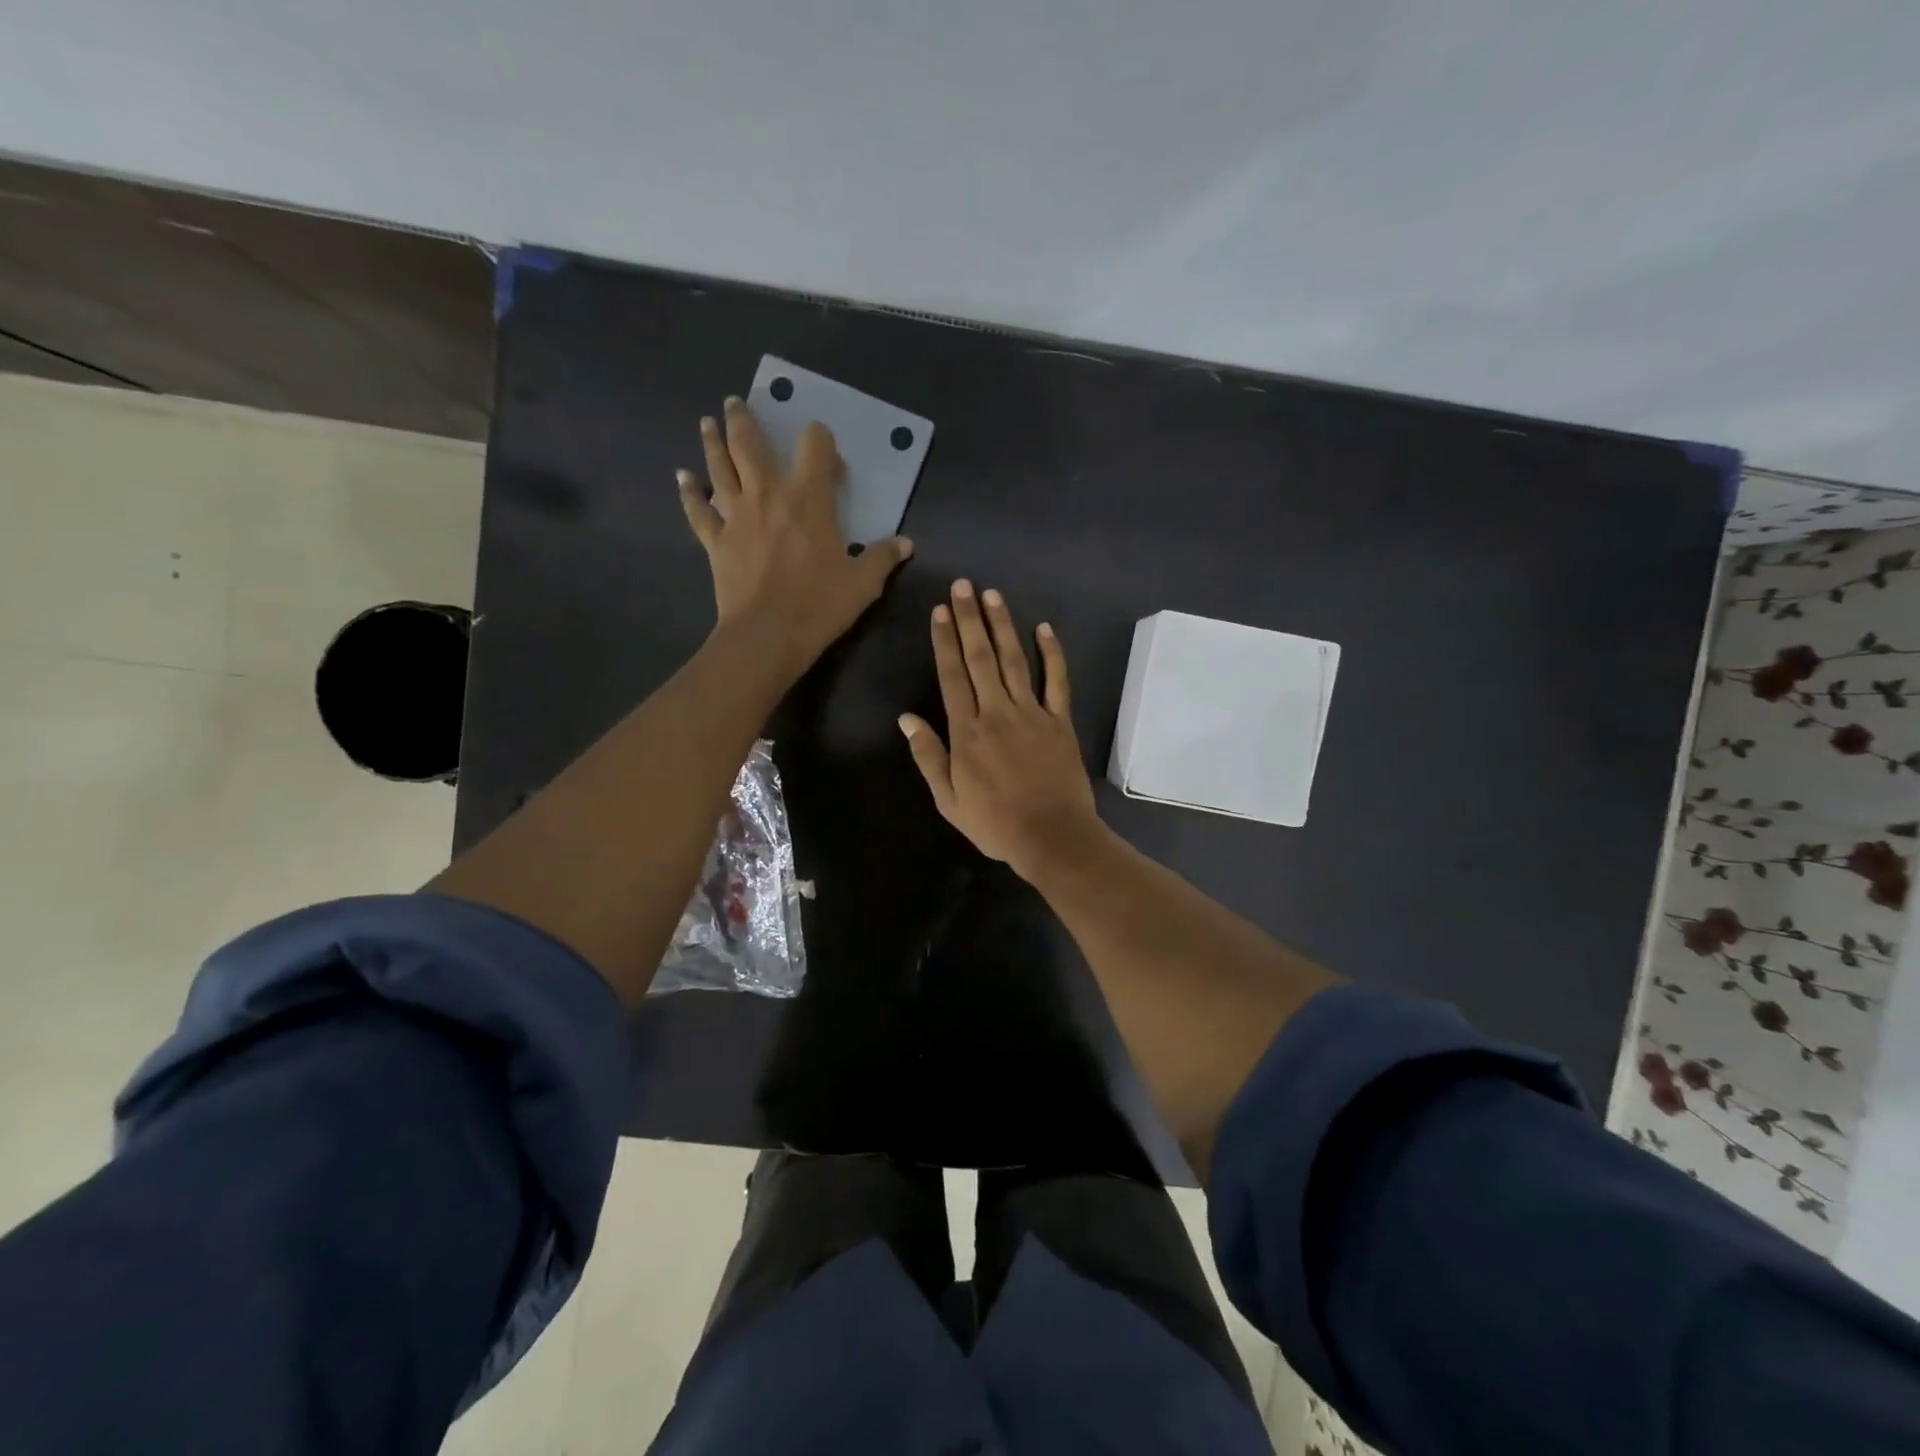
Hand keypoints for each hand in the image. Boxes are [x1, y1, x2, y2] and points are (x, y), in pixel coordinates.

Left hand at [679, 397, 911, 680]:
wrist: (767, 635)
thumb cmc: (819, 605)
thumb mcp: (863, 584)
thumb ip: (883, 557)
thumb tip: (906, 543)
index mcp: (808, 499)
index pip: (814, 446)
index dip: (822, 443)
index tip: (828, 461)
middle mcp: (768, 495)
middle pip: (750, 445)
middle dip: (744, 420)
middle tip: (736, 403)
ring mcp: (735, 516)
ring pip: (719, 468)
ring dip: (713, 442)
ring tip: (707, 422)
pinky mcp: (715, 541)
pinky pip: (698, 511)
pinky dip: (689, 493)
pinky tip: (682, 477)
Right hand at [899, 580, 1104, 880]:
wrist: (1052, 837)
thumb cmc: (995, 823)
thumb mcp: (949, 799)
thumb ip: (928, 756)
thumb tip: (906, 718)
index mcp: (967, 732)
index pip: (952, 676)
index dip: (944, 641)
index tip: (940, 611)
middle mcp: (997, 712)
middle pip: (980, 658)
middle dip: (970, 619)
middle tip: (963, 586)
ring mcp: (1032, 713)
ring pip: (1015, 661)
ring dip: (1003, 626)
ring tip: (993, 595)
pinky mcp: (1060, 721)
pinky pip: (1057, 681)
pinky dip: (1052, 654)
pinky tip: (1045, 628)